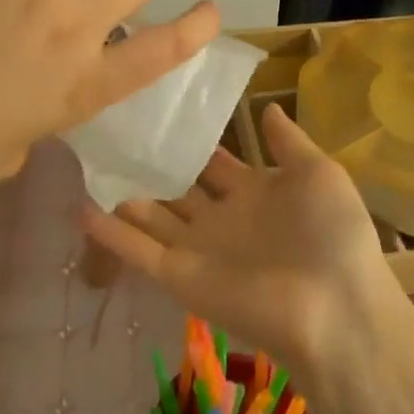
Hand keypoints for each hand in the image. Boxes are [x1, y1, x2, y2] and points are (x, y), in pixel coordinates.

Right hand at [79, 104, 399, 387]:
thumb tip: (266, 105)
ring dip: (121, 194)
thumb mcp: (318, 173)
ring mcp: (197, 248)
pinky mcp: (179, 276)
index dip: (189, 139)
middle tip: (112, 129)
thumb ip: (288, 141)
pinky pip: (138, 250)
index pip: (213, 161)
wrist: (335, 308)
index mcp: (255, 193)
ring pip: (150, 216)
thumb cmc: (333, 233)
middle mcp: (221, 219)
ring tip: (86, 160)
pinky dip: (109, 232)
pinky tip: (78, 206)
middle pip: (177, 187)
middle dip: (150, 164)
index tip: (158, 109)